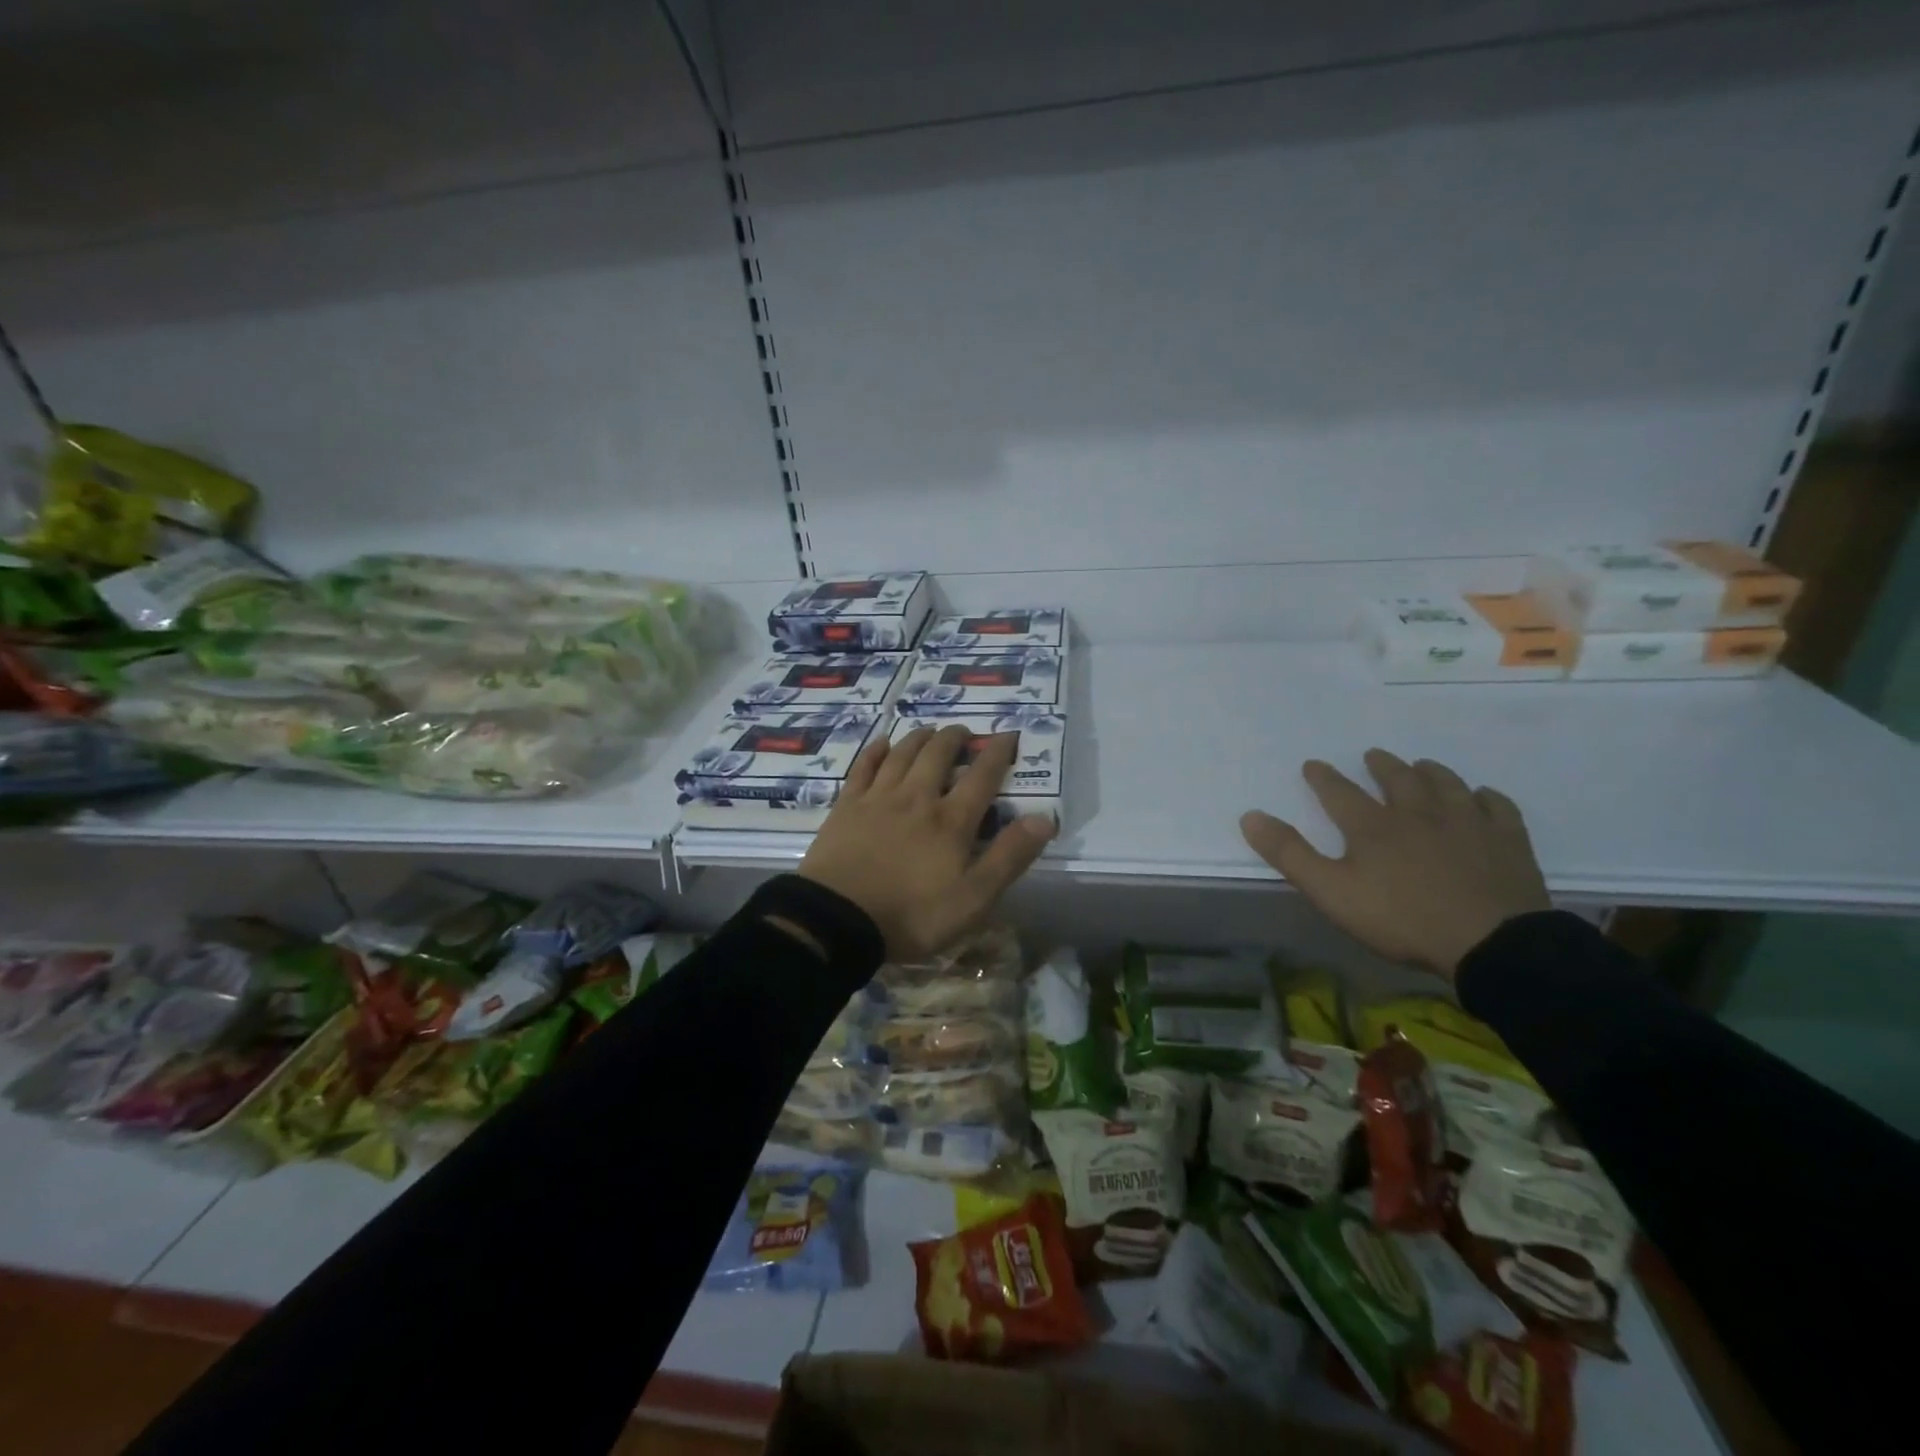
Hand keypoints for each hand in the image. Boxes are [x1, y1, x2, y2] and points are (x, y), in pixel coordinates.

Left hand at [798, 724, 1056, 959]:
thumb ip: (1009, 857)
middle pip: (938, 755)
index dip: (998, 753)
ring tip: (930, 731)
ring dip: (919, 737)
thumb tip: (1044, 818)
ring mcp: (878, 799)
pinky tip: (883, 743)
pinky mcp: (847, 806)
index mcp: (951, 820)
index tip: (1008, 735)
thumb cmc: (912, 914)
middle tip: (964, 732)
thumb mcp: (973, 898)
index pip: (982, 777)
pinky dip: (876, 751)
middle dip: (955, 739)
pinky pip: (863, 767)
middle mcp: (917, 798)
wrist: (838, 919)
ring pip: (902, 754)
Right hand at [1240, 749, 1550, 978]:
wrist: (1491, 943)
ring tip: (1423, 765)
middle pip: (1398, 779)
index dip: (1323, 777)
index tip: (1312, 764)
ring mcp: (1467, 824)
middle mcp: (1418, 813)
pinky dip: (1486, 797)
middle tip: (1374, 755)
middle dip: (1382, 765)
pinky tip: (1482, 796)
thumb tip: (1250, 815)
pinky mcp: (1508, 841)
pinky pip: (1496, 807)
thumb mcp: (1331, 892)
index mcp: (1372, 826)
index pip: (1340, 792)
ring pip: (1446, 785)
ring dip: (1431, 772)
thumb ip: (1290, 854)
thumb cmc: (1402, 919)